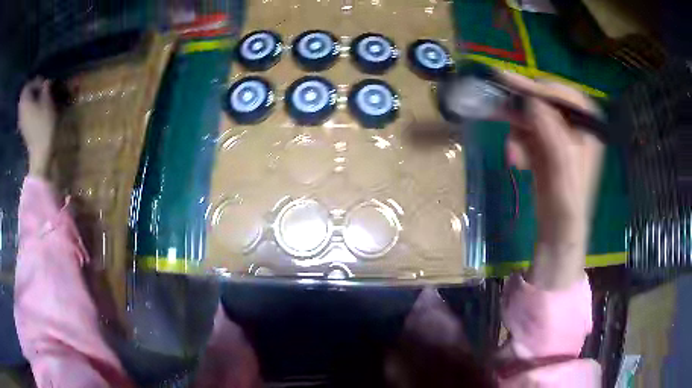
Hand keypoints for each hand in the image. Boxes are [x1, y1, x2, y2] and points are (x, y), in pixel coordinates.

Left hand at [19, 77, 56, 177]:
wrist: (39, 153)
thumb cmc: (44, 125)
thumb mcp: (48, 102)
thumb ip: (46, 89)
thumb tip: (46, 82)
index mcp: (25, 101)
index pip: (28, 85)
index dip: (36, 82)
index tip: (44, 83)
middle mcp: (20, 110)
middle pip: (25, 96)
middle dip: (32, 91)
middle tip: (41, 91)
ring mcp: (21, 122)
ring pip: (24, 106)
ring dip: (31, 101)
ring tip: (40, 101)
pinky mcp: (23, 130)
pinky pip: (25, 115)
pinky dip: (30, 111)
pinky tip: (37, 113)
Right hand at [502, 73, 603, 288]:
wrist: (558, 230)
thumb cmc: (567, 200)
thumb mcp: (562, 163)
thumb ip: (550, 129)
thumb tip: (530, 100)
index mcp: (588, 123)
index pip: (562, 94)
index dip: (536, 89)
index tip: (508, 84)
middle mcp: (575, 123)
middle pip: (544, 103)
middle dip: (522, 112)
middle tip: (495, 105)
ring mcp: (560, 133)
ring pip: (531, 116)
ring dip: (518, 133)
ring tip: (514, 157)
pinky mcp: (546, 144)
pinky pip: (527, 132)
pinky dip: (518, 143)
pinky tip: (518, 161)